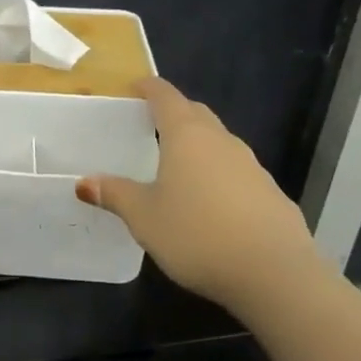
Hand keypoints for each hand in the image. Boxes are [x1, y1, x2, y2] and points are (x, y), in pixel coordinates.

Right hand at [76, 77, 320, 307]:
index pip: (166, 97)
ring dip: (199, 144)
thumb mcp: (144, 218)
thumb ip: (115, 195)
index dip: (149, 88)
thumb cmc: (197, 235)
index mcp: (187, 136)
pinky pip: (237, 171)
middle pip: (196, 114)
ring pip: (219, 142)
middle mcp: (221, 141)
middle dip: (175, 112)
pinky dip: (218, 174)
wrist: (275, 274)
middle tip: (151, 124)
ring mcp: (252, 166)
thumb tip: (85, 182)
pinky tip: (210, 202)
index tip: (135, 86)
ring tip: (178, 165)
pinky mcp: (271, 194)